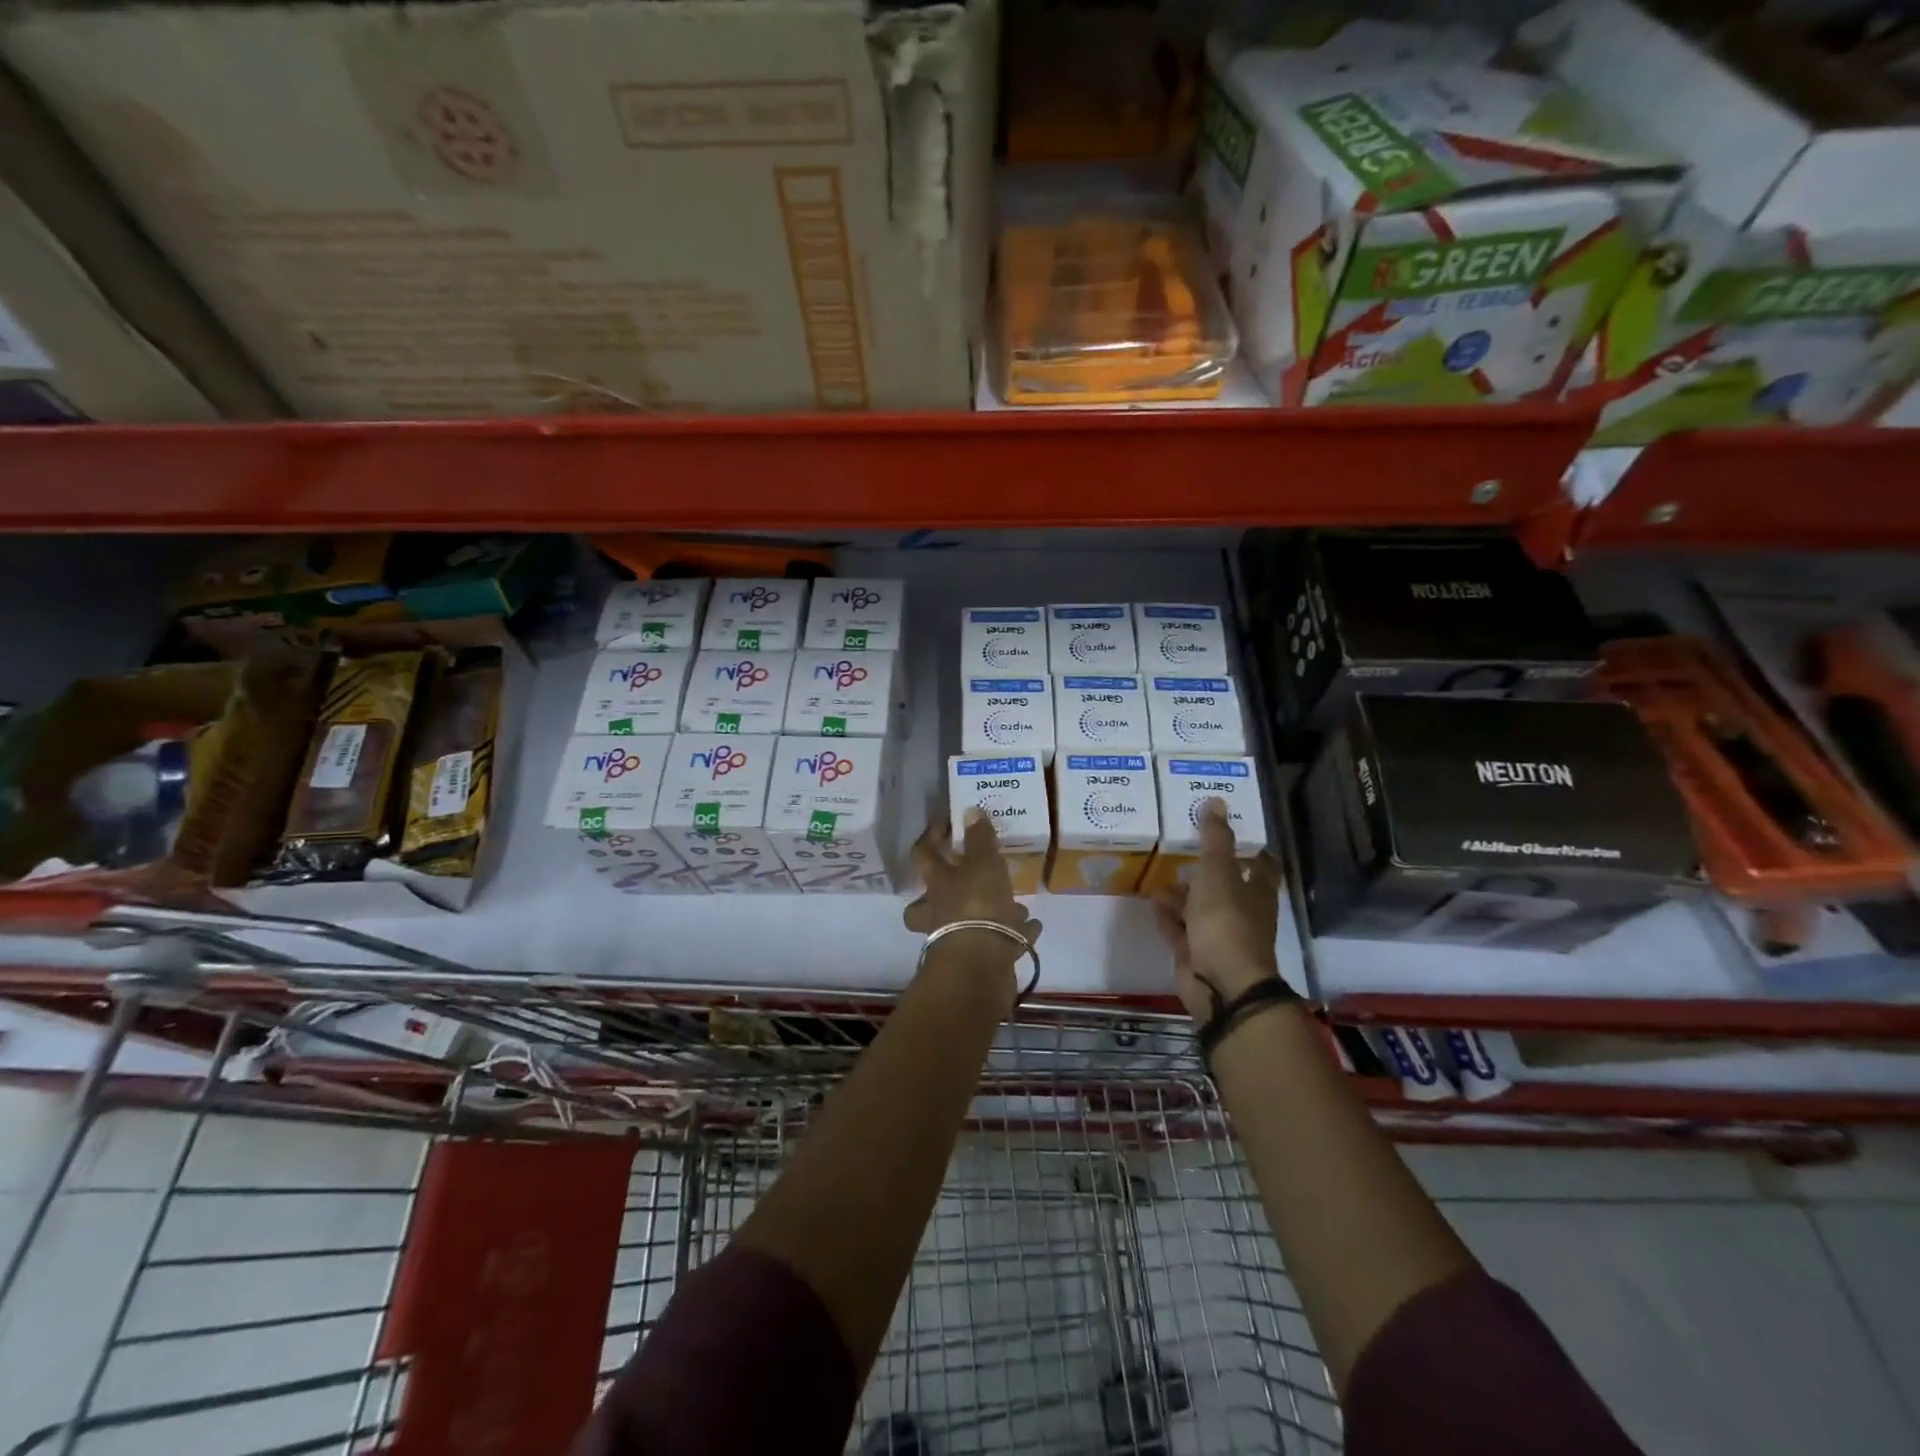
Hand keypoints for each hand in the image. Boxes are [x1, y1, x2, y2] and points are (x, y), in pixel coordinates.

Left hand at [904, 808, 1042, 974]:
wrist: (981, 966)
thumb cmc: (977, 906)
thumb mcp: (983, 863)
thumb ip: (979, 839)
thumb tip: (970, 811)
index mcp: (938, 885)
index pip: (923, 855)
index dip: (930, 837)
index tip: (944, 824)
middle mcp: (940, 913)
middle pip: (924, 904)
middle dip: (936, 894)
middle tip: (957, 880)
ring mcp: (958, 940)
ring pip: (963, 924)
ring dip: (985, 912)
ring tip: (1013, 902)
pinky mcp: (982, 961)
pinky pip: (998, 942)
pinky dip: (1014, 934)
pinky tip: (1031, 926)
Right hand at [1151, 798, 1282, 1023]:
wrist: (1220, 984)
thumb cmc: (1226, 922)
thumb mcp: (1218, 874)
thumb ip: (1214, 839)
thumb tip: (1216, 801)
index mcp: (1255, 892)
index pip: (1260, 864)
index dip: (1249, 848)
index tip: (1231, 829)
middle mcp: (1240, 912)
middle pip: (1224, 886)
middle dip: (1204, 869)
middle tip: (1181, 846)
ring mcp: (1217, 935)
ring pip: (1197, 907)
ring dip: (1180, 893)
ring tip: (1156, 871)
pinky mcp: (1194, 953)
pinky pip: (1179, 929)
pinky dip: (1166, 916)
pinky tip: (1150, 902)